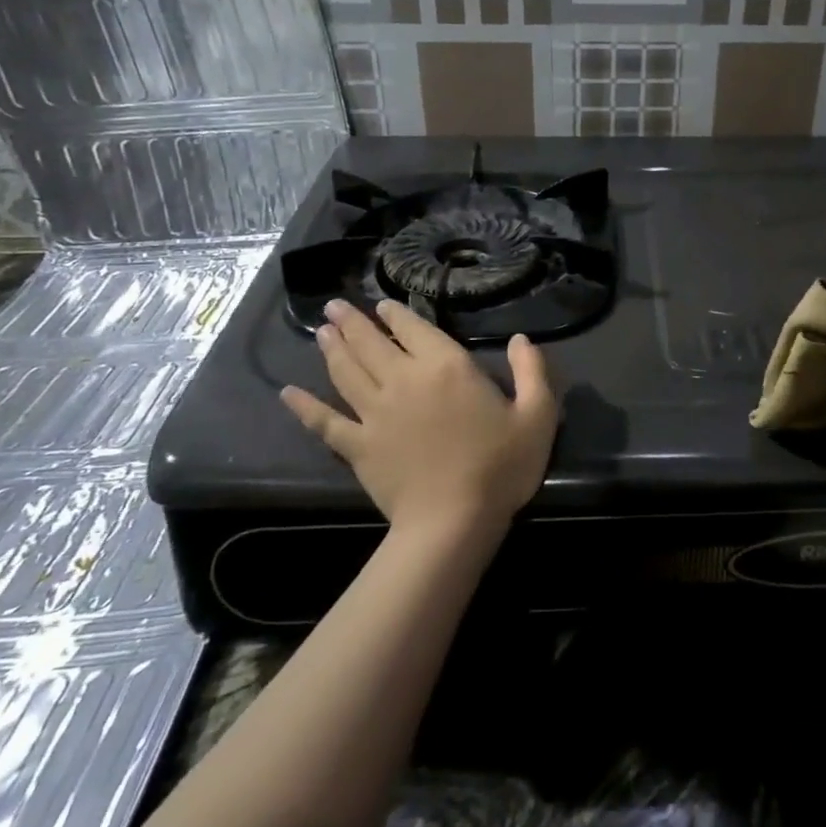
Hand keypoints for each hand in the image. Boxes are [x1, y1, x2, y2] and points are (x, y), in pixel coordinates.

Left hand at [280, 300, 558, 536]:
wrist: (454, 521)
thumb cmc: (500, 466)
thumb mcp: (537, 415)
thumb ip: (531, 370)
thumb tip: (519, 339)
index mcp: (447, 367)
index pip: (415, 329)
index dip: (397, 314)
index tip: (383, 305)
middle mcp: (404, 380)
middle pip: (371, 343)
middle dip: (352, 322)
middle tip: (334, 306)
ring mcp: (375, 413)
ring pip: (346, 372)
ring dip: (331, 349)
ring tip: (321, 332)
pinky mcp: (357, 446)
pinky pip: (324, 421)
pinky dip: (304, 406)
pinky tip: (288, 393)